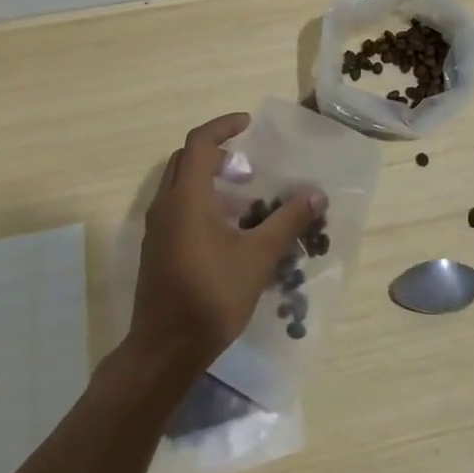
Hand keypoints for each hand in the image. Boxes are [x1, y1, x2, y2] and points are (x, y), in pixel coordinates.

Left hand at [128, 113, 324, 373]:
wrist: (166, 349)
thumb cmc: (212, 296)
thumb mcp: (258, 256)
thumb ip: (287, 221)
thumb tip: (316, 195)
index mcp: (187, 197)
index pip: (200, 142)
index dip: (223, 126)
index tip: (248, 124)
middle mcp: (166, 205)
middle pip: (186, 160)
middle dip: (217, 153)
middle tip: (248, 166)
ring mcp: (157, 228)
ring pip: (180, 185)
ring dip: (209, 180)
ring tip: (244, 199)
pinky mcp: (156, 248)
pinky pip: (177, 208)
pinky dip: (201, 202)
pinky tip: (227, 231)